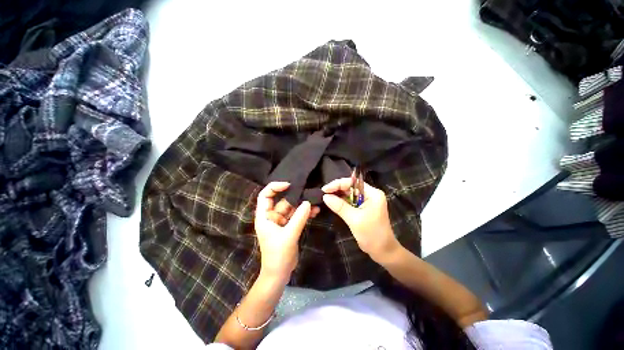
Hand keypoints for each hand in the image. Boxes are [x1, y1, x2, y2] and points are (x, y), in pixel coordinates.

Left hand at [255, 182, 313, 282]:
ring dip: (303, 206)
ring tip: (316, 203)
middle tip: (308, 193)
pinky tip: (315, 212)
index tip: (289, 185)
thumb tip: (308, 203)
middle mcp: (272, 216)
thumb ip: (299, 218)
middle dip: (295, 197)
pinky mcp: (289, 227)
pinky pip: (297, 216)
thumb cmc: (278, 255)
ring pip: (292, 209)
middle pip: (282, 201)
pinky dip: (305, 214)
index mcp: (265, 216)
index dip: (275, 187)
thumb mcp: (289, 235)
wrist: (280, 274)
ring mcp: (281, 222)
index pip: (265, 195)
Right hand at [322, 178, 399, 262]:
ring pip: (349, 194)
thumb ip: (339, 206)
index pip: (353, 183)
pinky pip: (350, 201)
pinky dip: (341, 202)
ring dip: (338, 195)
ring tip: (326, 197)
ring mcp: (367, 201)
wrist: (383, 252)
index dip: (338, 184)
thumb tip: (325, 196)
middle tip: (323, 194)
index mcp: (372, 194)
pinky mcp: (363, 208)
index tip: (325, 189)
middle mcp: (370, 194)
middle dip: (337, 189)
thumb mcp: (354, 219)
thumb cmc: (372, 235)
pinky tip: (333, 203)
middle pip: (351, 187)